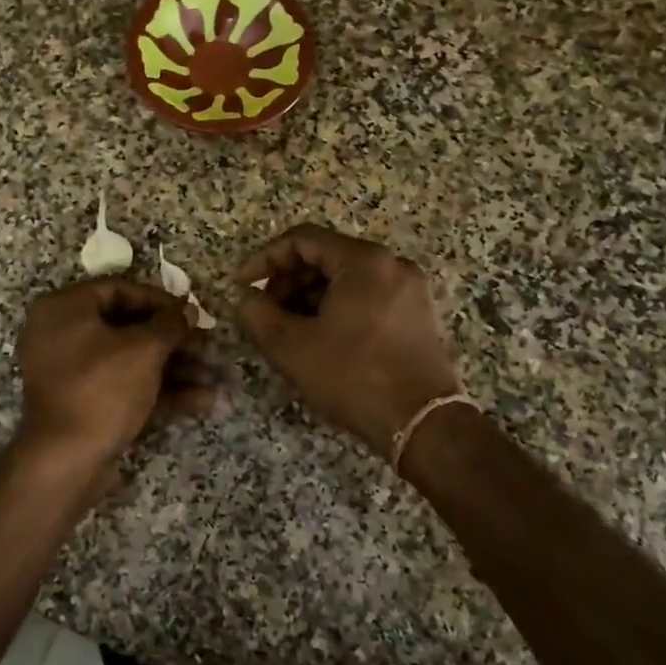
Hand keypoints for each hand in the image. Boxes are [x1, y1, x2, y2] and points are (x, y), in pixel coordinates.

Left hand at [13, 279, 221, 478]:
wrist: (66, 461)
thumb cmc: (102, 389)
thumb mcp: (143, 350)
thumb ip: (170, 324)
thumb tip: (188, 309)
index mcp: (65, 309)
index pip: (119, 289)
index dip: (160, 300)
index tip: (191, 312)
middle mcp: (64, 335)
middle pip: (129, 328)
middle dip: (176, 341)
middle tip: (210, 348)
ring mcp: (74, 373)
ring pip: (132, 361)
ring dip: (176, 369)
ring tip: (217, 379)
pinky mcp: (86, 404)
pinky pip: (126, 386)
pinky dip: (161, 392)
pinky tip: (204, 401)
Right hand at [235, 225, 461, 454]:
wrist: (422, 424)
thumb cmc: (353, 377)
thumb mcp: (291, 347)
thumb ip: (257, 313)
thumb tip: (247, 297)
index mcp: (364, 261)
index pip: (302, 240)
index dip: (264, 259)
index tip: (243, 286)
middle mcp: (392, 264)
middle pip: (326, 256)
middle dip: (288, 280)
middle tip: (264, 311)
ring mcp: (409, 289)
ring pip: (346, 278)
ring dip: (309, 296)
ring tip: (288, 329)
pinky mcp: (417, 314)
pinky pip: (367, 296)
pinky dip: (337, 307)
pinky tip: (320, 337)